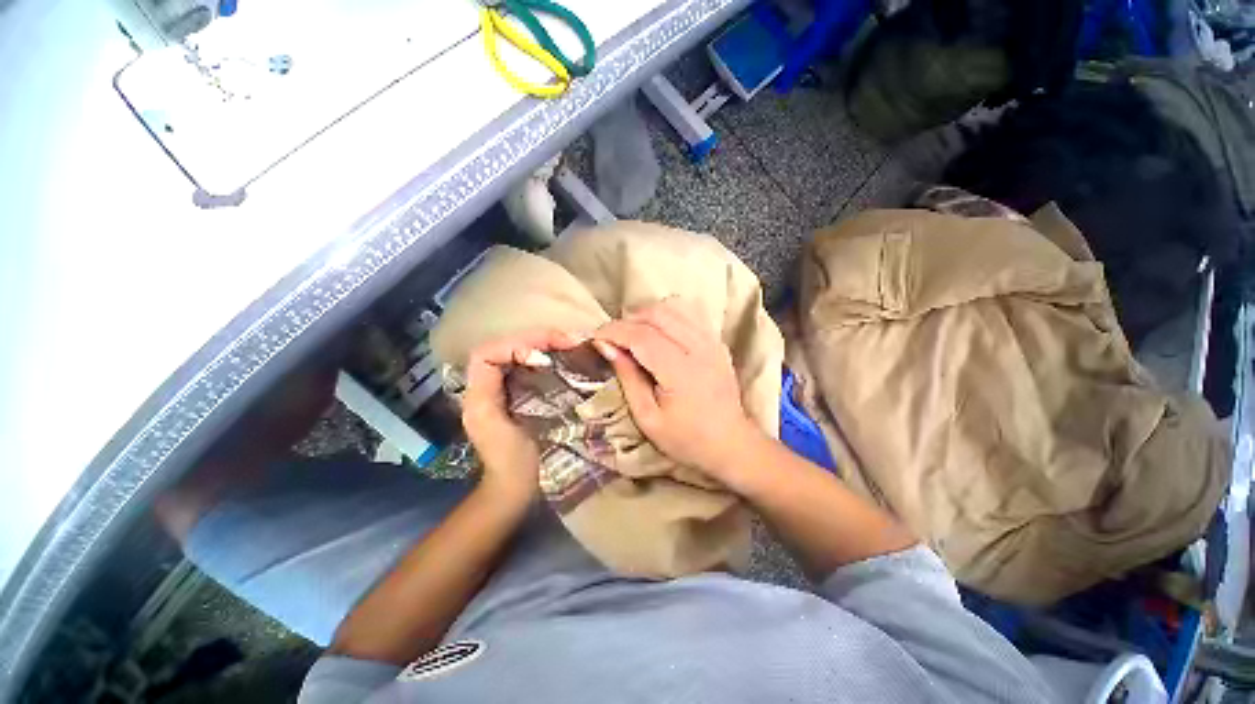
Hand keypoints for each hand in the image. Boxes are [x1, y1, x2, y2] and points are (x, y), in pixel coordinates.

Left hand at [462, 330, 580, 503]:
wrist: (515, 486)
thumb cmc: (510, 461)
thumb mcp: (500, 426)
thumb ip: (501, 390)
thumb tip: (537, 359)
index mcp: (478, 393)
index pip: (488, 353)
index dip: (515, 346)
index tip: (545, 357)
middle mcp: (488, 385)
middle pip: (507, 346)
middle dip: (537, 339)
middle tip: (570, 340)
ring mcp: (505, 388)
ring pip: (520, 353)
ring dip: (544, 344)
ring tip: (570, 343)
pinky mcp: (521, 394)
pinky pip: (531, 366)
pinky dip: (547, 357)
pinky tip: (564, 357)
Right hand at [592, 300, 764, 484]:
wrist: (731, 443)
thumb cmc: (686, 438)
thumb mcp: (648, 418)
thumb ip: (628, 378)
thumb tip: (607, 347)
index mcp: (681, 372)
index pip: (642, 336)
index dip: (614, 331)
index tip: (595, 337)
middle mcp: (700, 348)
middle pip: (657, 314)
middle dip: (628, 320)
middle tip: (612, 338)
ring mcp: (712, 341)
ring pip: (674, 307)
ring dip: (647, 315)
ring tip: (633, 334)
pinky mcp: (717, 340)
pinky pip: (689, 313)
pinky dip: (667, 315)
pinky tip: (658, 332)